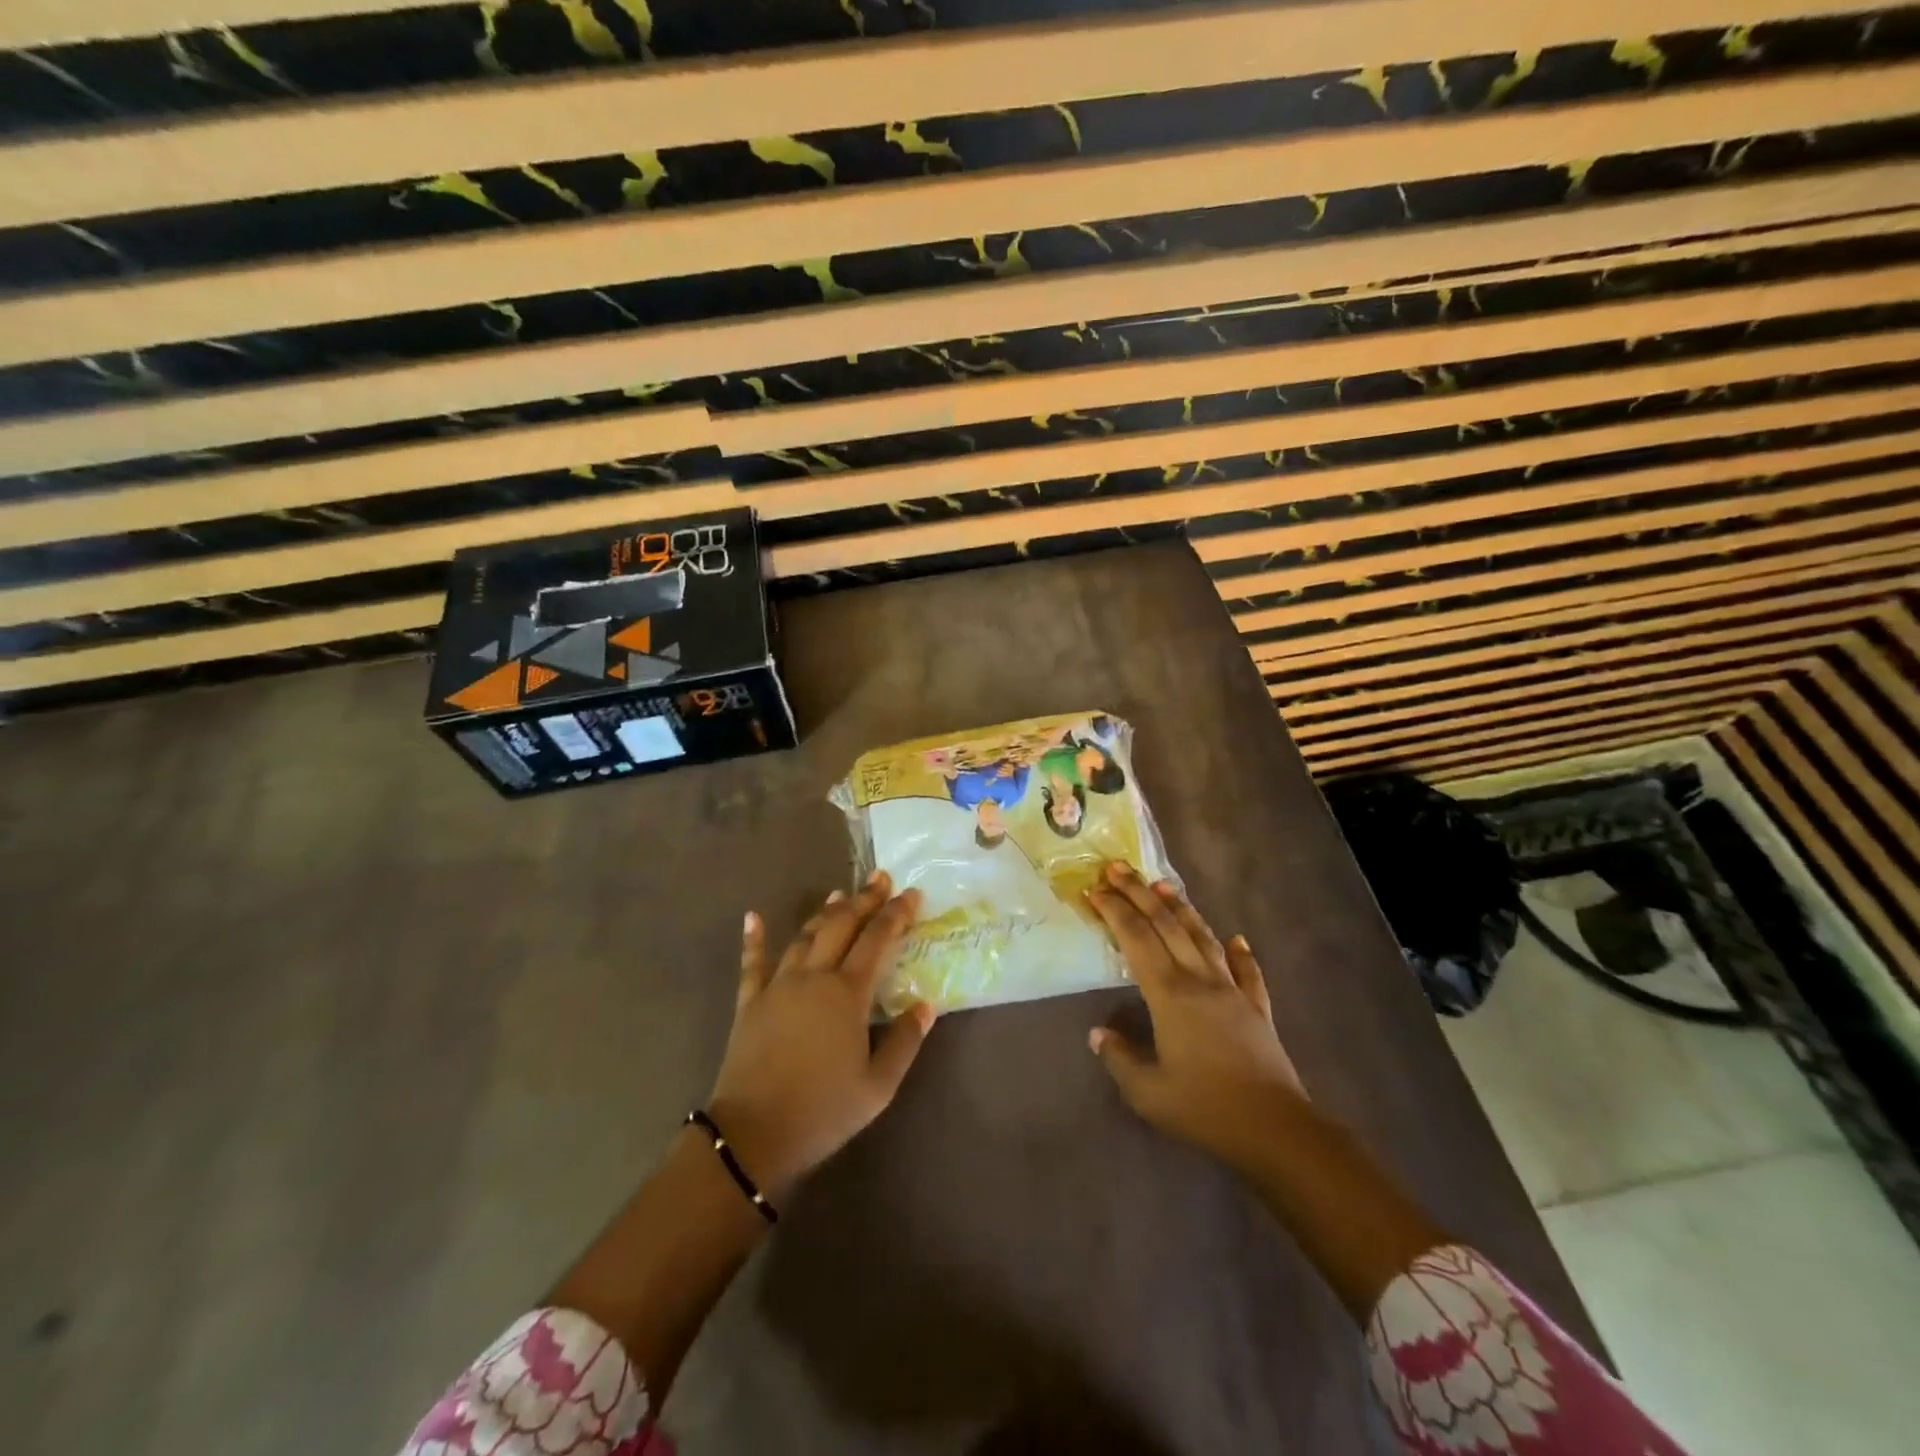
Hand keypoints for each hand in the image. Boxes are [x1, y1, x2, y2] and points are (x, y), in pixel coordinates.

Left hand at [708, 872, 934, 1201]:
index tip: (911, 894)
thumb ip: (905, 1042)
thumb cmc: (822, 1111)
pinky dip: (754, 938)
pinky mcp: (749, 1003)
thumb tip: (926, 1005)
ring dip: (824, 913)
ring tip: (840, 895)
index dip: (896, 914)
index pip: (877, 940)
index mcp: (847, 994)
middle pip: (841, 926)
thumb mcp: (878, 1087)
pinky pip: (752, 963)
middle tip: (880, 878)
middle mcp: (814, 977)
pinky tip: (752, 916)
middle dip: (864, 900)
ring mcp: (778, 986)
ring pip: (804, 937)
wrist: (753, 1135)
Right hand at [1086, 862, 1304, 1175]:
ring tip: (1163, 884)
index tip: (1094, 889)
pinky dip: (1241, 953)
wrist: (1274, 1128)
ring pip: (1204, 938)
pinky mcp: (1257, 1008)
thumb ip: (1119, 1058)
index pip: (1135, 939)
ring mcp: (1232, 991)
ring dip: (1181, 908)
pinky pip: (1248, 972)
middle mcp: (1200, 980)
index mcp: (1169, 994)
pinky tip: (1238, 939)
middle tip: (1117, 867)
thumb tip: (1098, 1033)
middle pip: (1166, 925)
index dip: (1114, 911)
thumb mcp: (1147, 1092)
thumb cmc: (1204, 1108)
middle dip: (1139, 893)